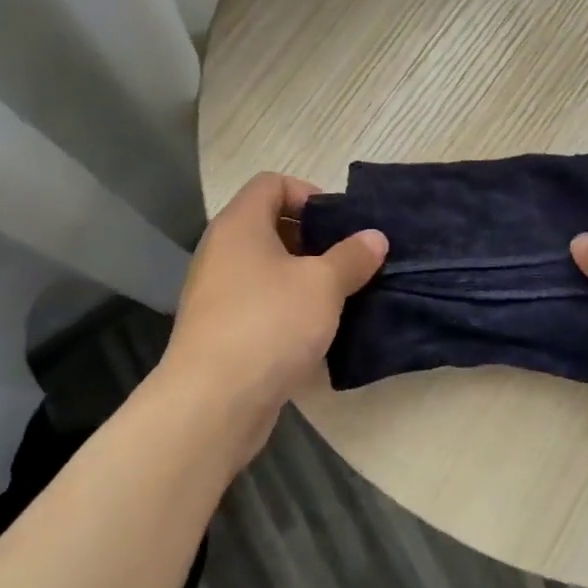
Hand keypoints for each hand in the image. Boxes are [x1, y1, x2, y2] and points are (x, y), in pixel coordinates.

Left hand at [162, 172, 386, 446]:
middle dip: (312, 239)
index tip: (339, 224)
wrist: (212, 403)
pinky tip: (314, 331)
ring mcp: (216, 292)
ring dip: (302, 277)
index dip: (308, 193)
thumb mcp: (323, 285)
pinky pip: (258, 302)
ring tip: (338, 296)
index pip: (271, 184)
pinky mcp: (219, 330)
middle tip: (347, 261)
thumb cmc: (269, 324)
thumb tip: (375, 237)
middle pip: (268, 225)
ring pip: (265, 268)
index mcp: (240, 225)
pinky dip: (286, 307)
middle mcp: (221, 251)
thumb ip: (351, 257)